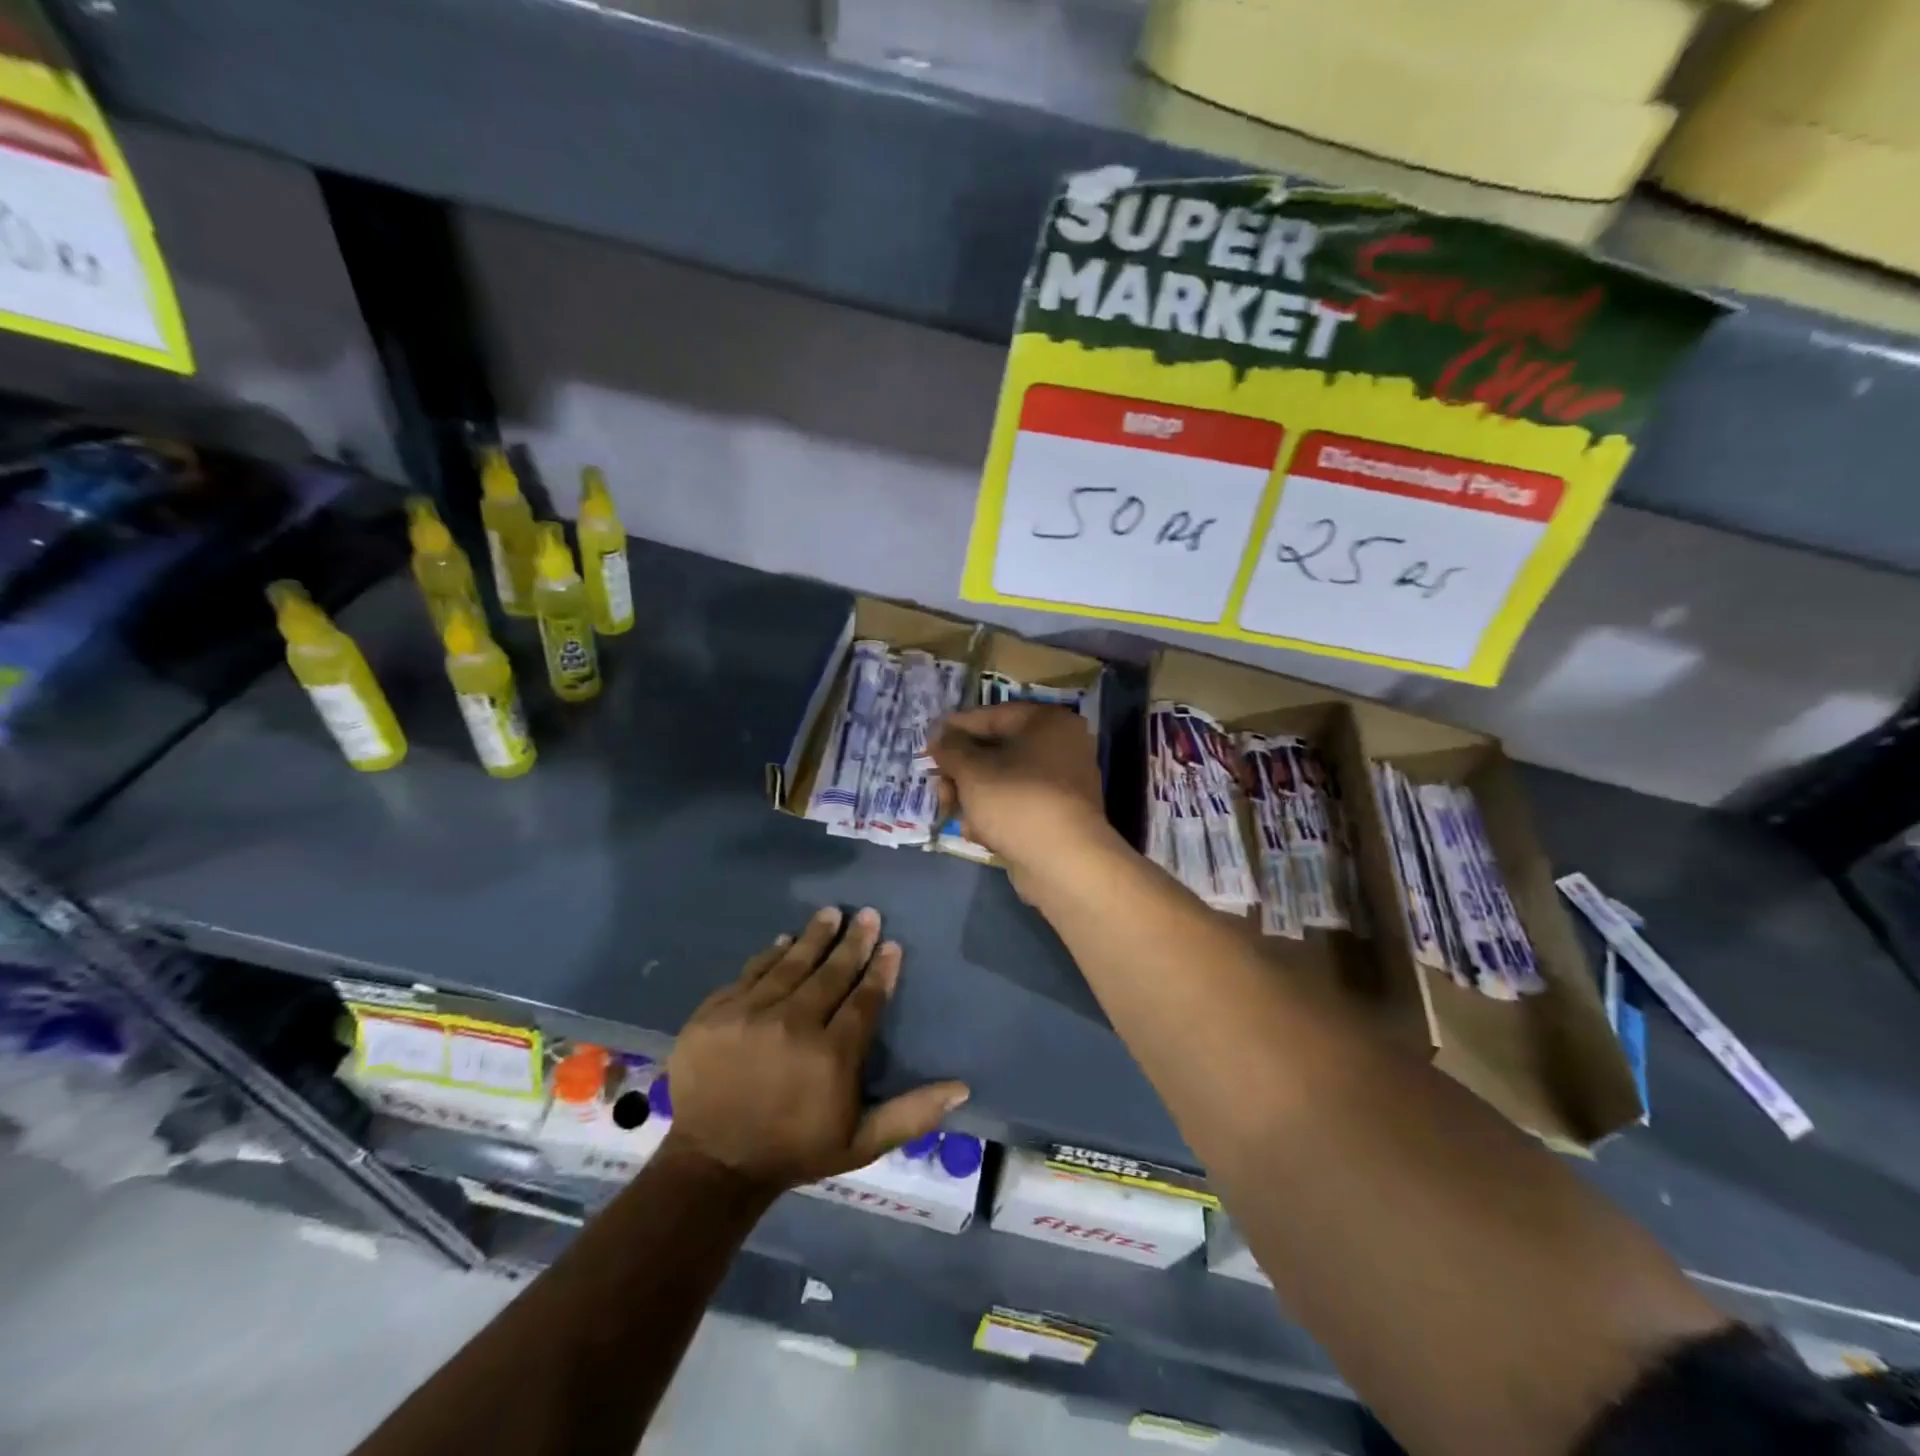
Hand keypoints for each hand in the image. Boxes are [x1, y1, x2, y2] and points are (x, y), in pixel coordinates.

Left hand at [662, 907, 968, 1190]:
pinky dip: (771, 954)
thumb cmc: (793, 1150)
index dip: (880, 970)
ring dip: (814, 936)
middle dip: (853, 942)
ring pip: (791, 964)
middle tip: (867, 915)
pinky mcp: (716, 1011)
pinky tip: (785, 940)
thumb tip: (961, 1088)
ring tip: (830, 914)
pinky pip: (751, 972)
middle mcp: (793, 1024)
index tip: (891, 945)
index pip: (864, 999)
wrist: (713, 1163)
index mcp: (832, 1054)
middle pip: (831, 972)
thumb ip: (911, 1114)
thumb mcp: (861, 1143)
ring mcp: (750, 1014)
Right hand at [931, 702, 1116, 885]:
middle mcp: (1062, 746)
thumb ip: (951, 749)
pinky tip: (977, 833)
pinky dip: (996, 815)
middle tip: (939, 787)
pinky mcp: (1059, 816)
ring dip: (974, 797)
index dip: (956, 728)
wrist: (1064, 862)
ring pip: (1005, 781)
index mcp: (1048, 722)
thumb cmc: (1016, 801)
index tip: (929, 743)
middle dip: (962, 772)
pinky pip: (1019, 805)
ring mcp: (1064, 784)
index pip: (992, 716)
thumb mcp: (972, 770)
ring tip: (952, 813)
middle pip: (998, 751)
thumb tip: (939, 739)